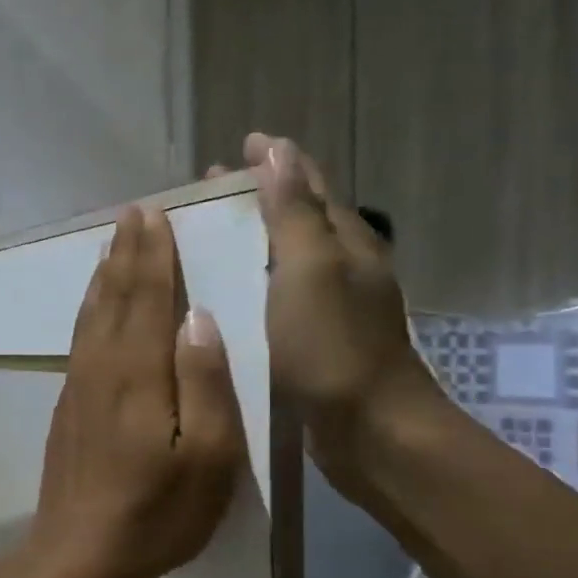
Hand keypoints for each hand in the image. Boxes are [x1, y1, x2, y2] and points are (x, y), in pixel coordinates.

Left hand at [27, 206, 245, 577]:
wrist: (80, 553)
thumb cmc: (158, 510)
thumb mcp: (208, 455)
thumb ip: (205, 381)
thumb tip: (200, 317)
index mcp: (140, 372)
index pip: (149, 297)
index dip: (154, 254)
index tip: (157, 215)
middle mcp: (103, 366)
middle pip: (115, 296)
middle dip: (127, 252)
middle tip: (134, 212)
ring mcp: (79, 385)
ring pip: (92, 314)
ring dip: (105, 274)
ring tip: (112, 243)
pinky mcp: (68, 406)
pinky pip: (80, 338)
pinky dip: (89, 309)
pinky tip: (93, 307)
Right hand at [216, 134, 449, 493]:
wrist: (370, 430)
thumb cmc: (335, 346)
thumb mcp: (309, 270)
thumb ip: (292, 212)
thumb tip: (278, 149)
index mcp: (344, 241)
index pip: (308, 183)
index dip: (274, 162)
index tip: (236, 148)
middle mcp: (343, 265)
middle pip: (298, 216)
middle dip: (258, 196)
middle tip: (208, 193)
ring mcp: (333, 305)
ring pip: (288, 256)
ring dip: (254, 238)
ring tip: (209, 236)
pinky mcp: (318, 339)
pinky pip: (281, 294)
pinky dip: (255, 279)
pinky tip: (229, 293)